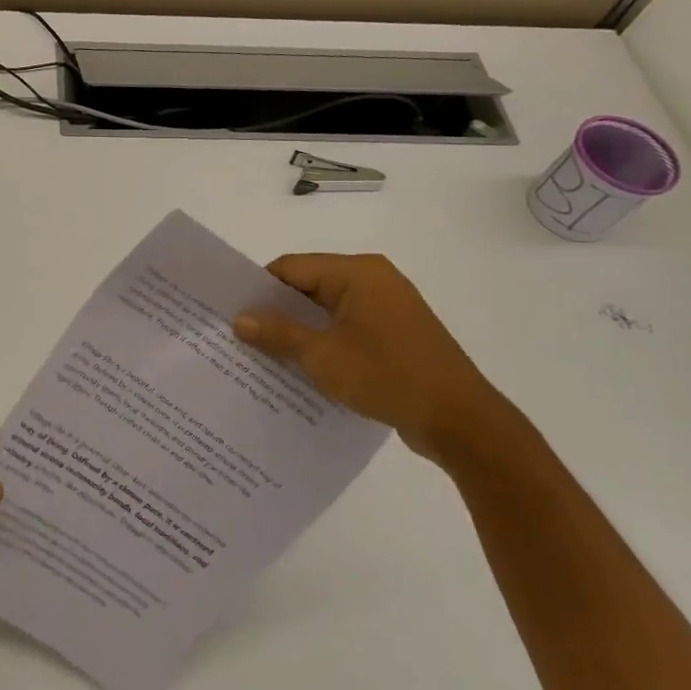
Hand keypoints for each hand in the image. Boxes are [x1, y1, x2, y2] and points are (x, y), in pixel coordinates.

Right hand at [232, 254, 525, 466]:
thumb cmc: (389, 376)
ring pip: (326, 311)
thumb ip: (278, 333)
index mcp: (357, 273)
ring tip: (262, 355)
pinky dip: (323, 343)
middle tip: (238, 336)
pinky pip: (346, 329)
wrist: (461, 422)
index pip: (291, 267)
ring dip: (298, 331)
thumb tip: (240, 318)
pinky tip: (300, 369)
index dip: (258, 288)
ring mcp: (387, 308)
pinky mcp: (395, 335)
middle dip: (275, 311)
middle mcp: (374, 280)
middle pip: (308, 286)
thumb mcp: (323, 356)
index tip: (229, 312)